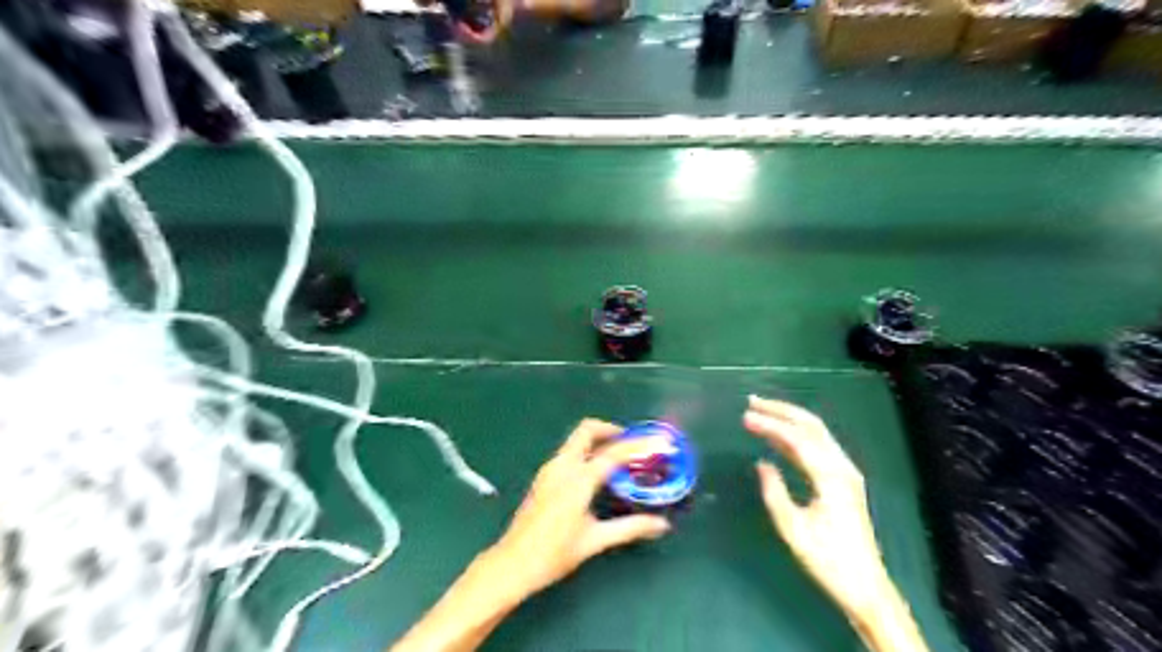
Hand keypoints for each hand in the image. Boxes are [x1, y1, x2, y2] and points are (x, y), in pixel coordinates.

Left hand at [486, 421, 672, 597]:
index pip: (614, 453)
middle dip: (612, 430)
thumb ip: (630, 528)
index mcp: (577, 479)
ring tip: (620, 459)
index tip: (659, 442)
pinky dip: (587, 452)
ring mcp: (549, 469)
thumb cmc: (554, 554)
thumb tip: (662, 525)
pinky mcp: (544, 477)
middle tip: (633, 443)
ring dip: (599, 441)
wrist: (512, 564)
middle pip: (587, 430)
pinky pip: (569, 453)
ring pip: (576, 440)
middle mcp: (562, 466)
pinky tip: (597, 473)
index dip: (639, 446)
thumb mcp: (595, 540)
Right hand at [750, 391, 933, 650]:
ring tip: (761, 411)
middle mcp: (842, 467)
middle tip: (753, 402)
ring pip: (817, 433)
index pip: (797, 439)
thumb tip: (762, 463)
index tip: (745, 417)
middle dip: (782, 410)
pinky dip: (797, 435)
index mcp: (831, 477)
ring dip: (789, 419)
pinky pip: (819, 447)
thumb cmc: (827, 559)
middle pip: (812, 426)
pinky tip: (778, 437)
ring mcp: (845, 472)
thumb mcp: (792, 528)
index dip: (770, 425)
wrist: (864, 584)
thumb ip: (774, 491)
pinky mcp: (843, 479)